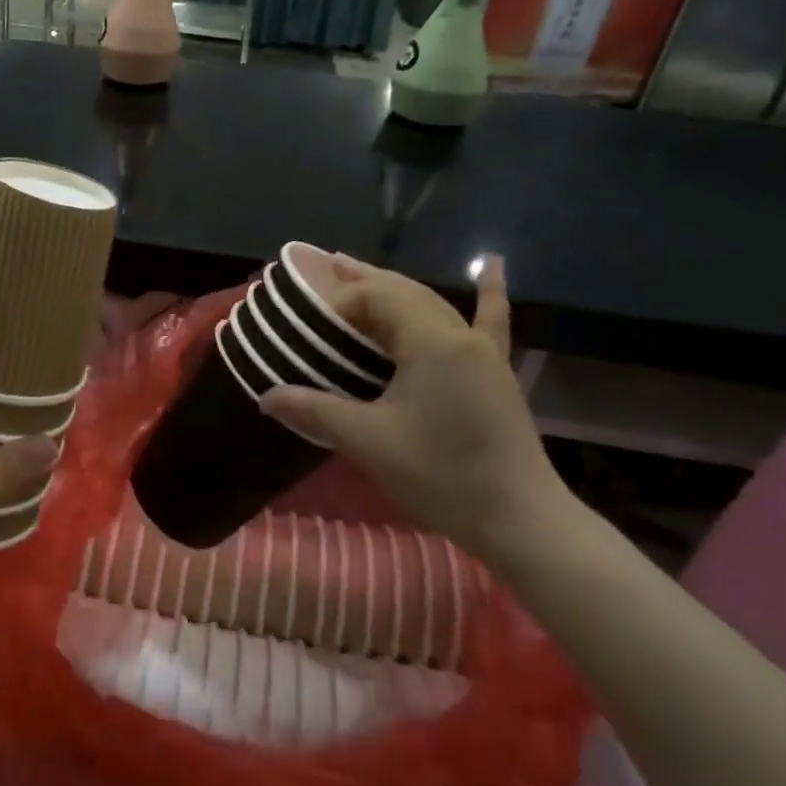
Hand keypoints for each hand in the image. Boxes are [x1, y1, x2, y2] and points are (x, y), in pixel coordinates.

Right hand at [259, 256, 568, 566]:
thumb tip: (266, 397)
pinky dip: (488, 292)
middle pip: (403, 293)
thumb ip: (314, 411)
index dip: (338, 301)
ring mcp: (483, 352)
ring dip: (396, 287)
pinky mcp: (496, 372)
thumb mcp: (368, 442)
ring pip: (432, 304)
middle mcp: (459, 335)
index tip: (308, 320)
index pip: (376, 299)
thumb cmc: (441, 475)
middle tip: (326, 265)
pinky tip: (493, 265)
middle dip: (362, 279)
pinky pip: (491, 322)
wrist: (519, 520)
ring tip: (361, 270)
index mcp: (430, 342)